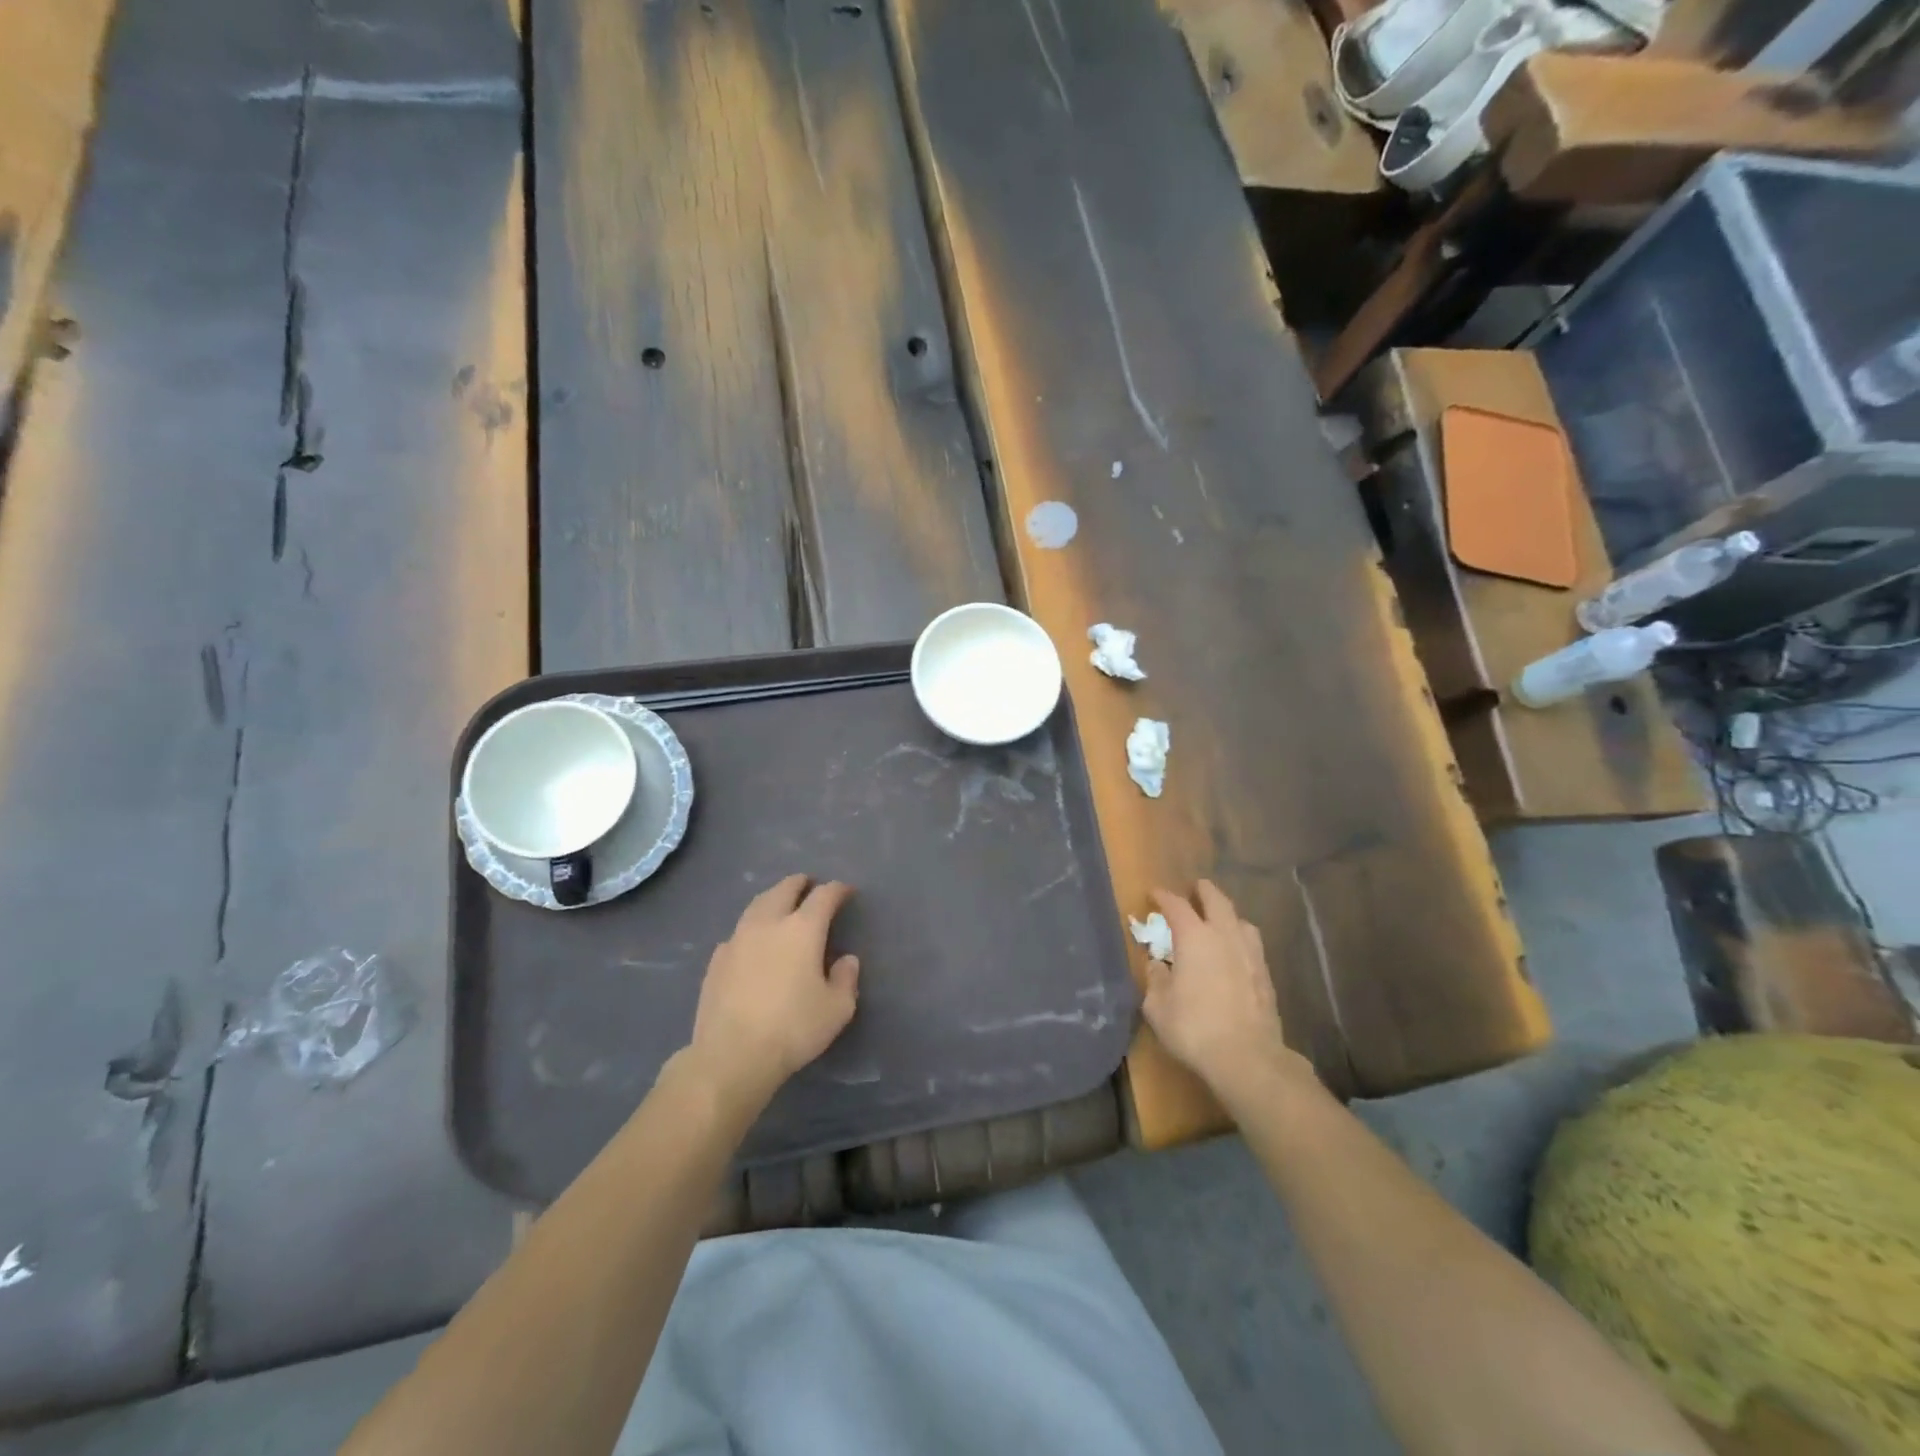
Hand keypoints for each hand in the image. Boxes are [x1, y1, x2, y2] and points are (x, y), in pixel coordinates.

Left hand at [685, 875, 859, 1113]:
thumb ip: (846, 979)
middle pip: (784, 889)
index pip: (824, 896)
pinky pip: (737, 932)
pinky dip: (751, 928)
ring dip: (773, 898)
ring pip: (757, 905)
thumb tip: (846, 960)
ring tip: (780, 904)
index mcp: (802, 929)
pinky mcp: (716, 960)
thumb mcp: (837, 1009)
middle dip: (800, 884)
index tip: (846, 891)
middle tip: (809, 885)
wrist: (731, 1055)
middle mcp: (768, 924)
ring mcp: (737, 940)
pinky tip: (752, 942)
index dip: (837, 890)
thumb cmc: (793, 1029)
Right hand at [1143, 881, 1311, 1106]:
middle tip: (1194, 888)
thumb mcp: (1158, 1006)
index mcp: (1194, 937)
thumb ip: (1156, 979)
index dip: (1164, 897)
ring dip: (1227, 914)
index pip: (1177, 905)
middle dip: (1203, 891)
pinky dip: (1240, 938)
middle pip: (1216, 900)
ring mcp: (1250, 954)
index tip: (1154, 894)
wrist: (1247, 1058)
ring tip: (1218, 920)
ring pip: (1240, 920)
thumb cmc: (1194, 1028)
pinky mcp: (1266, 975)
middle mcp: (1225, 936)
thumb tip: (1157, 964)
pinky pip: (1252, 944)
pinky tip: (1235, 952)